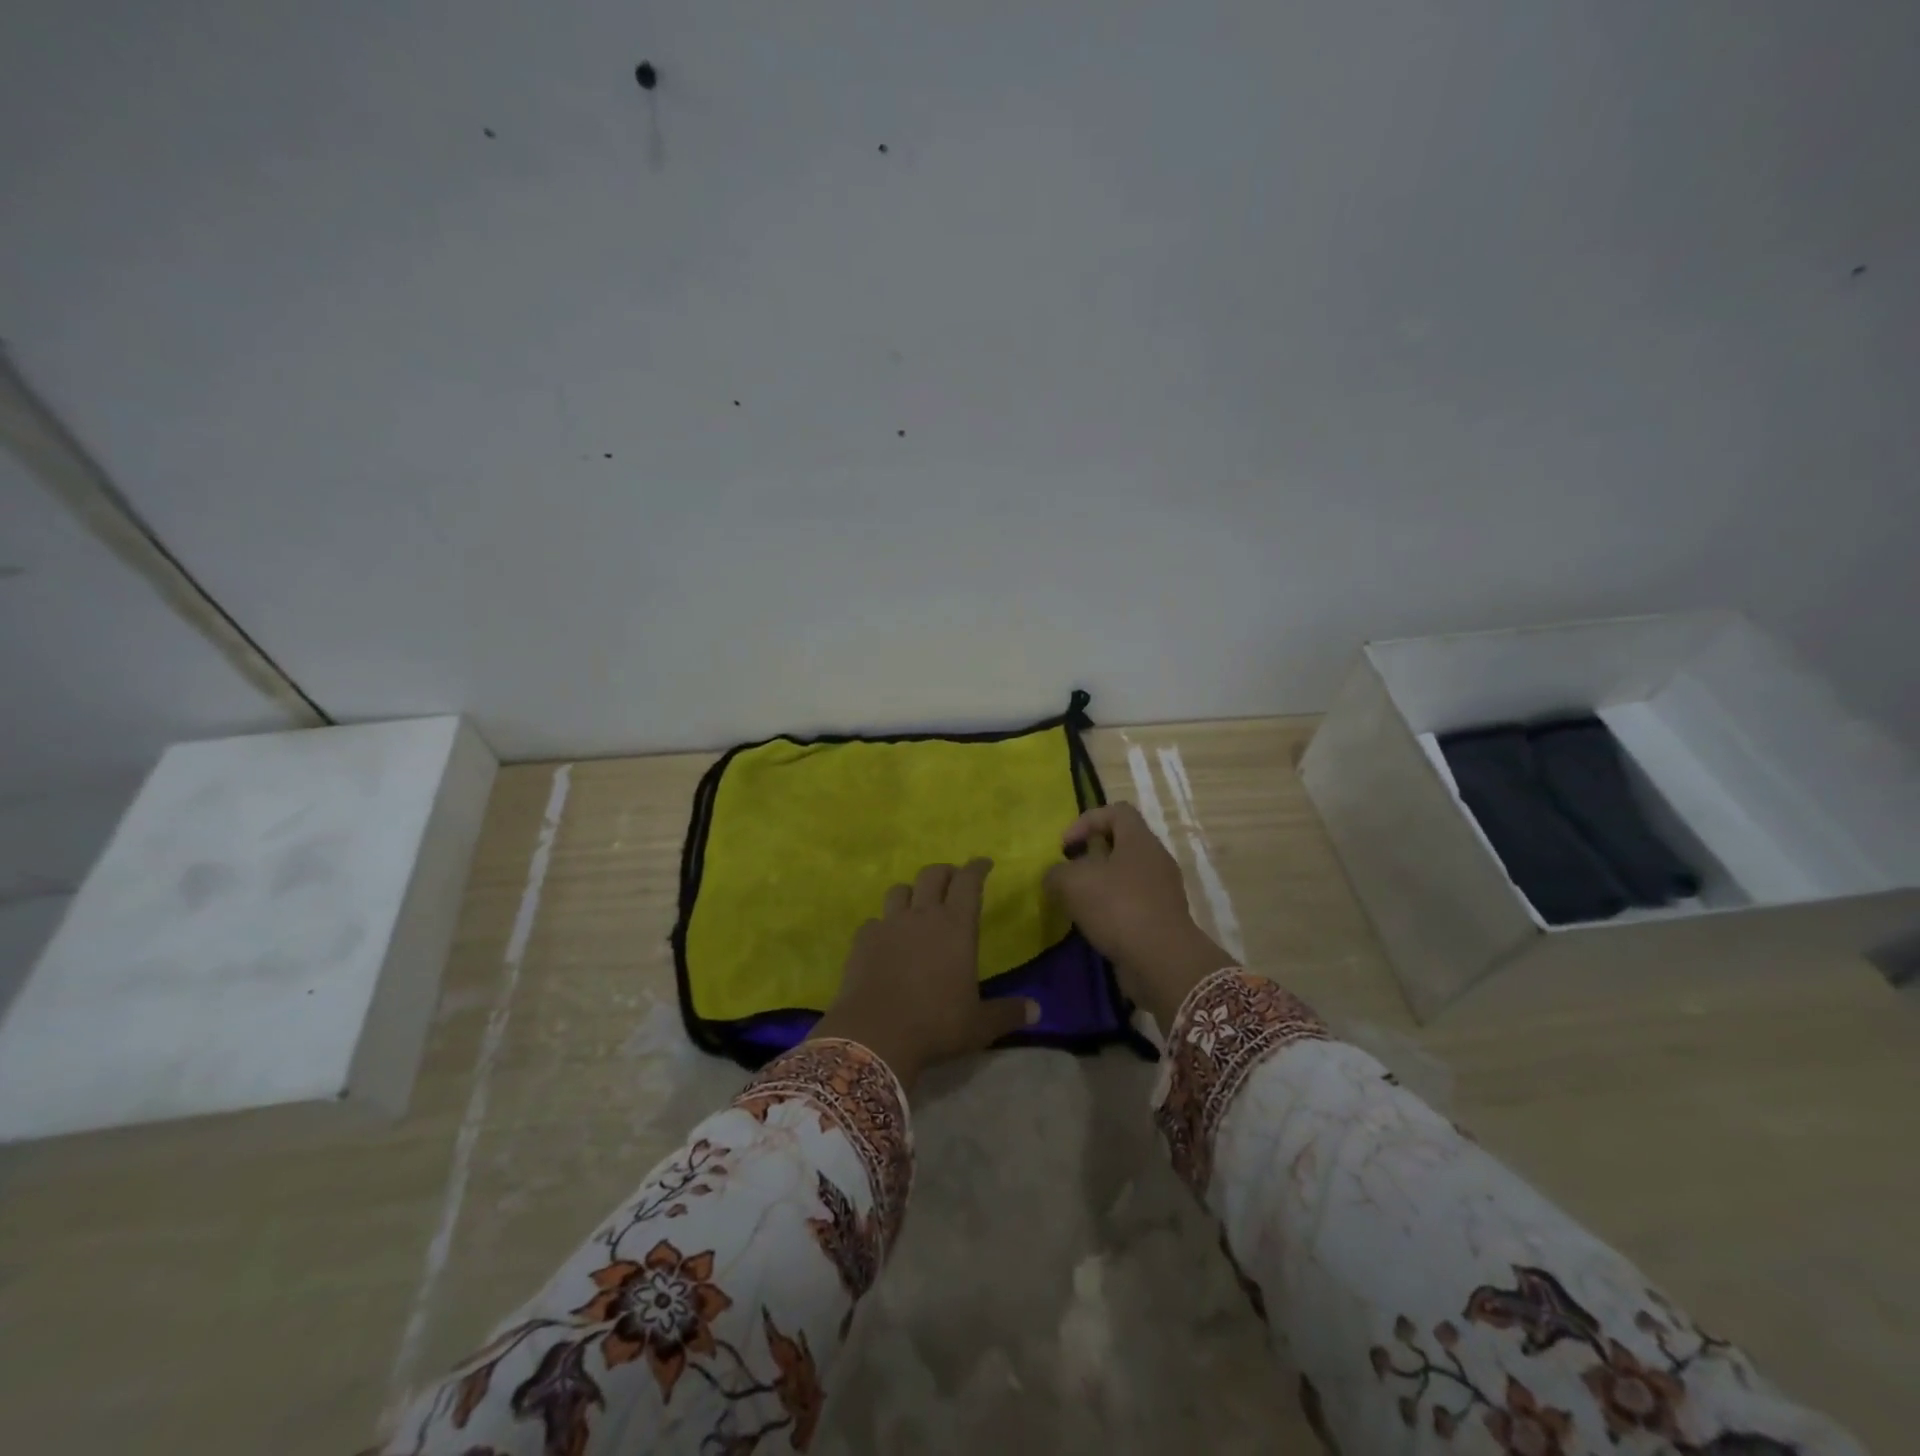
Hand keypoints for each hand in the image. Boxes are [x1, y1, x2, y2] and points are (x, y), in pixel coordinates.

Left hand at [809, 859, 1037, 1090]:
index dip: (977, 868)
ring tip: (917, 904)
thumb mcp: (979, 1025)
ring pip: (899, 890)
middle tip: (953, 879)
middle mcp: (922, 915)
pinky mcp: (863, 939)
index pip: (968, 881)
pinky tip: (886, 939)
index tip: (984, 863)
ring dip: (912, 892)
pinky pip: (874, 920)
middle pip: (932, 874)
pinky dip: (883, 924)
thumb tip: (1038, 1010)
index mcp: (956, 926)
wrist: (875, 1035)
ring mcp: (889, 924)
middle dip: (946, 872)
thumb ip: (1008, 1013)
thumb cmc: (936, 1024)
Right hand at [1043, 803, 1233, 1030]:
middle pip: (1122, 843)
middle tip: (1071, 873)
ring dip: (1101, 884)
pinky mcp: (1163, 919)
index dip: (1087, 820)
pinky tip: (1095, 925)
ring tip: (1078, 902)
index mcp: (1139, 840)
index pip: (1117, 811)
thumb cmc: (1117, 907)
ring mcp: (1163, 890)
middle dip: (1092, 855)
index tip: (1066, 846)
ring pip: (1127, 875)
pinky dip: (1113, 909)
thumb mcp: (1072, 883)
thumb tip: (1055, 877)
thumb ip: (1056, 873)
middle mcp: (1156, 859)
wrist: (1161, 961)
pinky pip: (1133, 902)